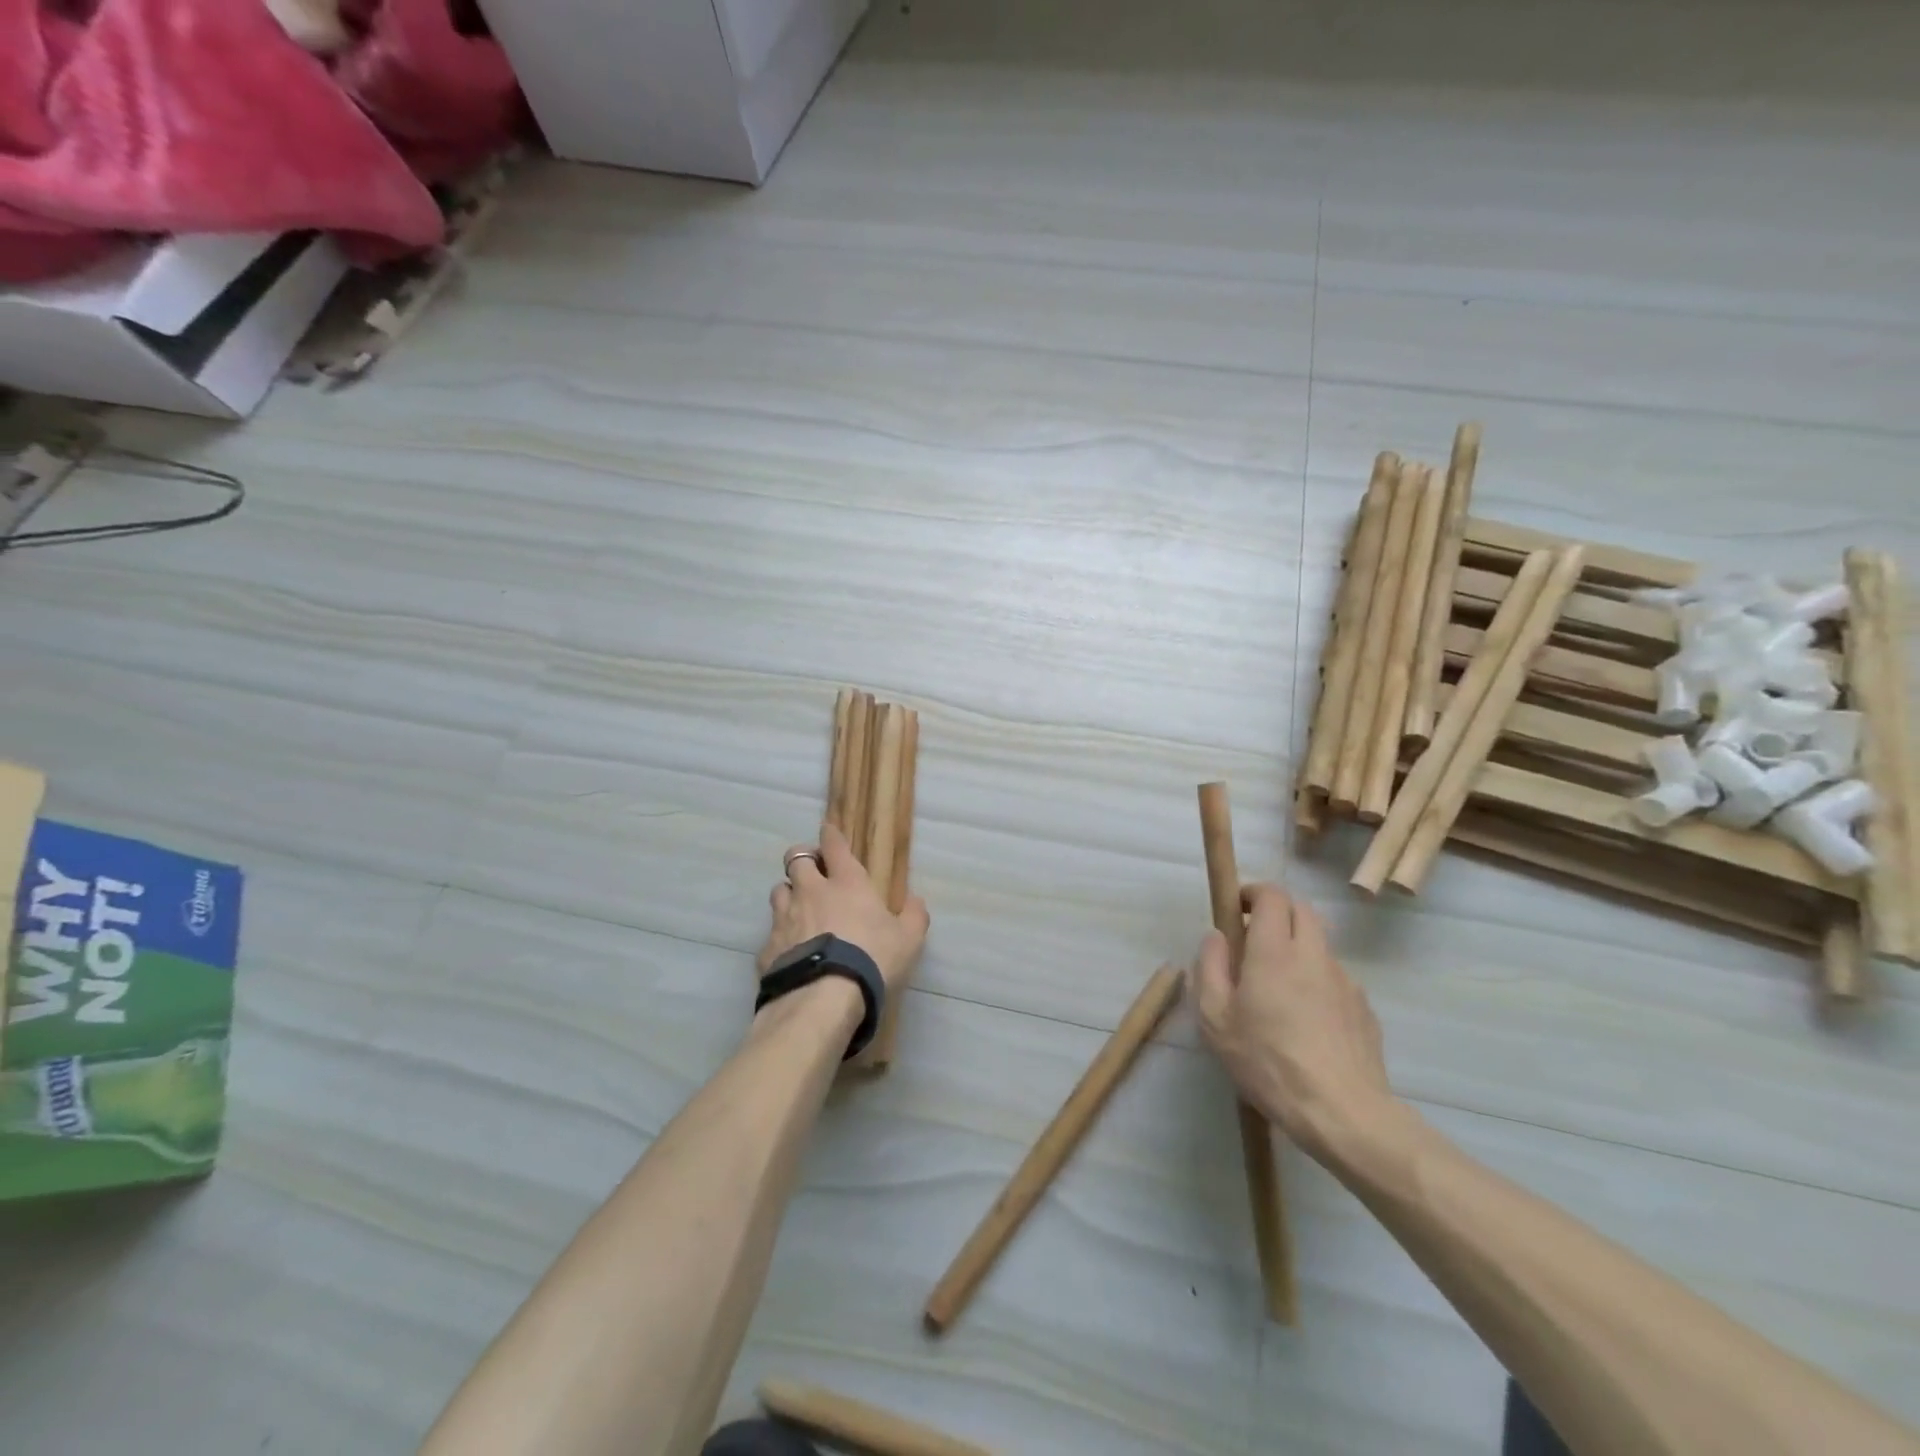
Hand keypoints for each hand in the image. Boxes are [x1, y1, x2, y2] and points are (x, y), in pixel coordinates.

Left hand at [760, 822, 929, 994]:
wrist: (824, 997)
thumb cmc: (872, 959)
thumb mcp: (909, 939)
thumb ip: (914, 916)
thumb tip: (916, 901)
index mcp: (847, 883)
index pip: (834, 845)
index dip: (831, 834)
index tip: (828, 830)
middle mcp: (811, 892)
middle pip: (796, 858)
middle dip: (803, 858)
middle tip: (813, 870)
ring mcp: (785, 918)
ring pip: (778, 890)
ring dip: (788, 894)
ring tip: (798, 908)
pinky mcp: (768, 947)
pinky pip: (772, 932)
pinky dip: (781, 936)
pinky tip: (790, 951)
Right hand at [1192, 883, 1397, 1163]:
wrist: (1343, 1112)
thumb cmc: (1268, 1062)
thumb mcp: (1216, 1019)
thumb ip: (1210, 968)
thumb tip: (1216, 937)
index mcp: (1274, 951)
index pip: (1273, 895)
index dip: (1253, 893)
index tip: (1237, 910)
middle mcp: (1313, 955)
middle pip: (1302, 909)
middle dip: (1278, 912)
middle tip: (1254, 941)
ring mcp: (1345, 980)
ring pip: (1320, 943)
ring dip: (1298, 947)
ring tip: (1278, 988)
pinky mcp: (1364, 1007)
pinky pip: (1335, 978)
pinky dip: (1317, 981)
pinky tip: (1306, 1021)